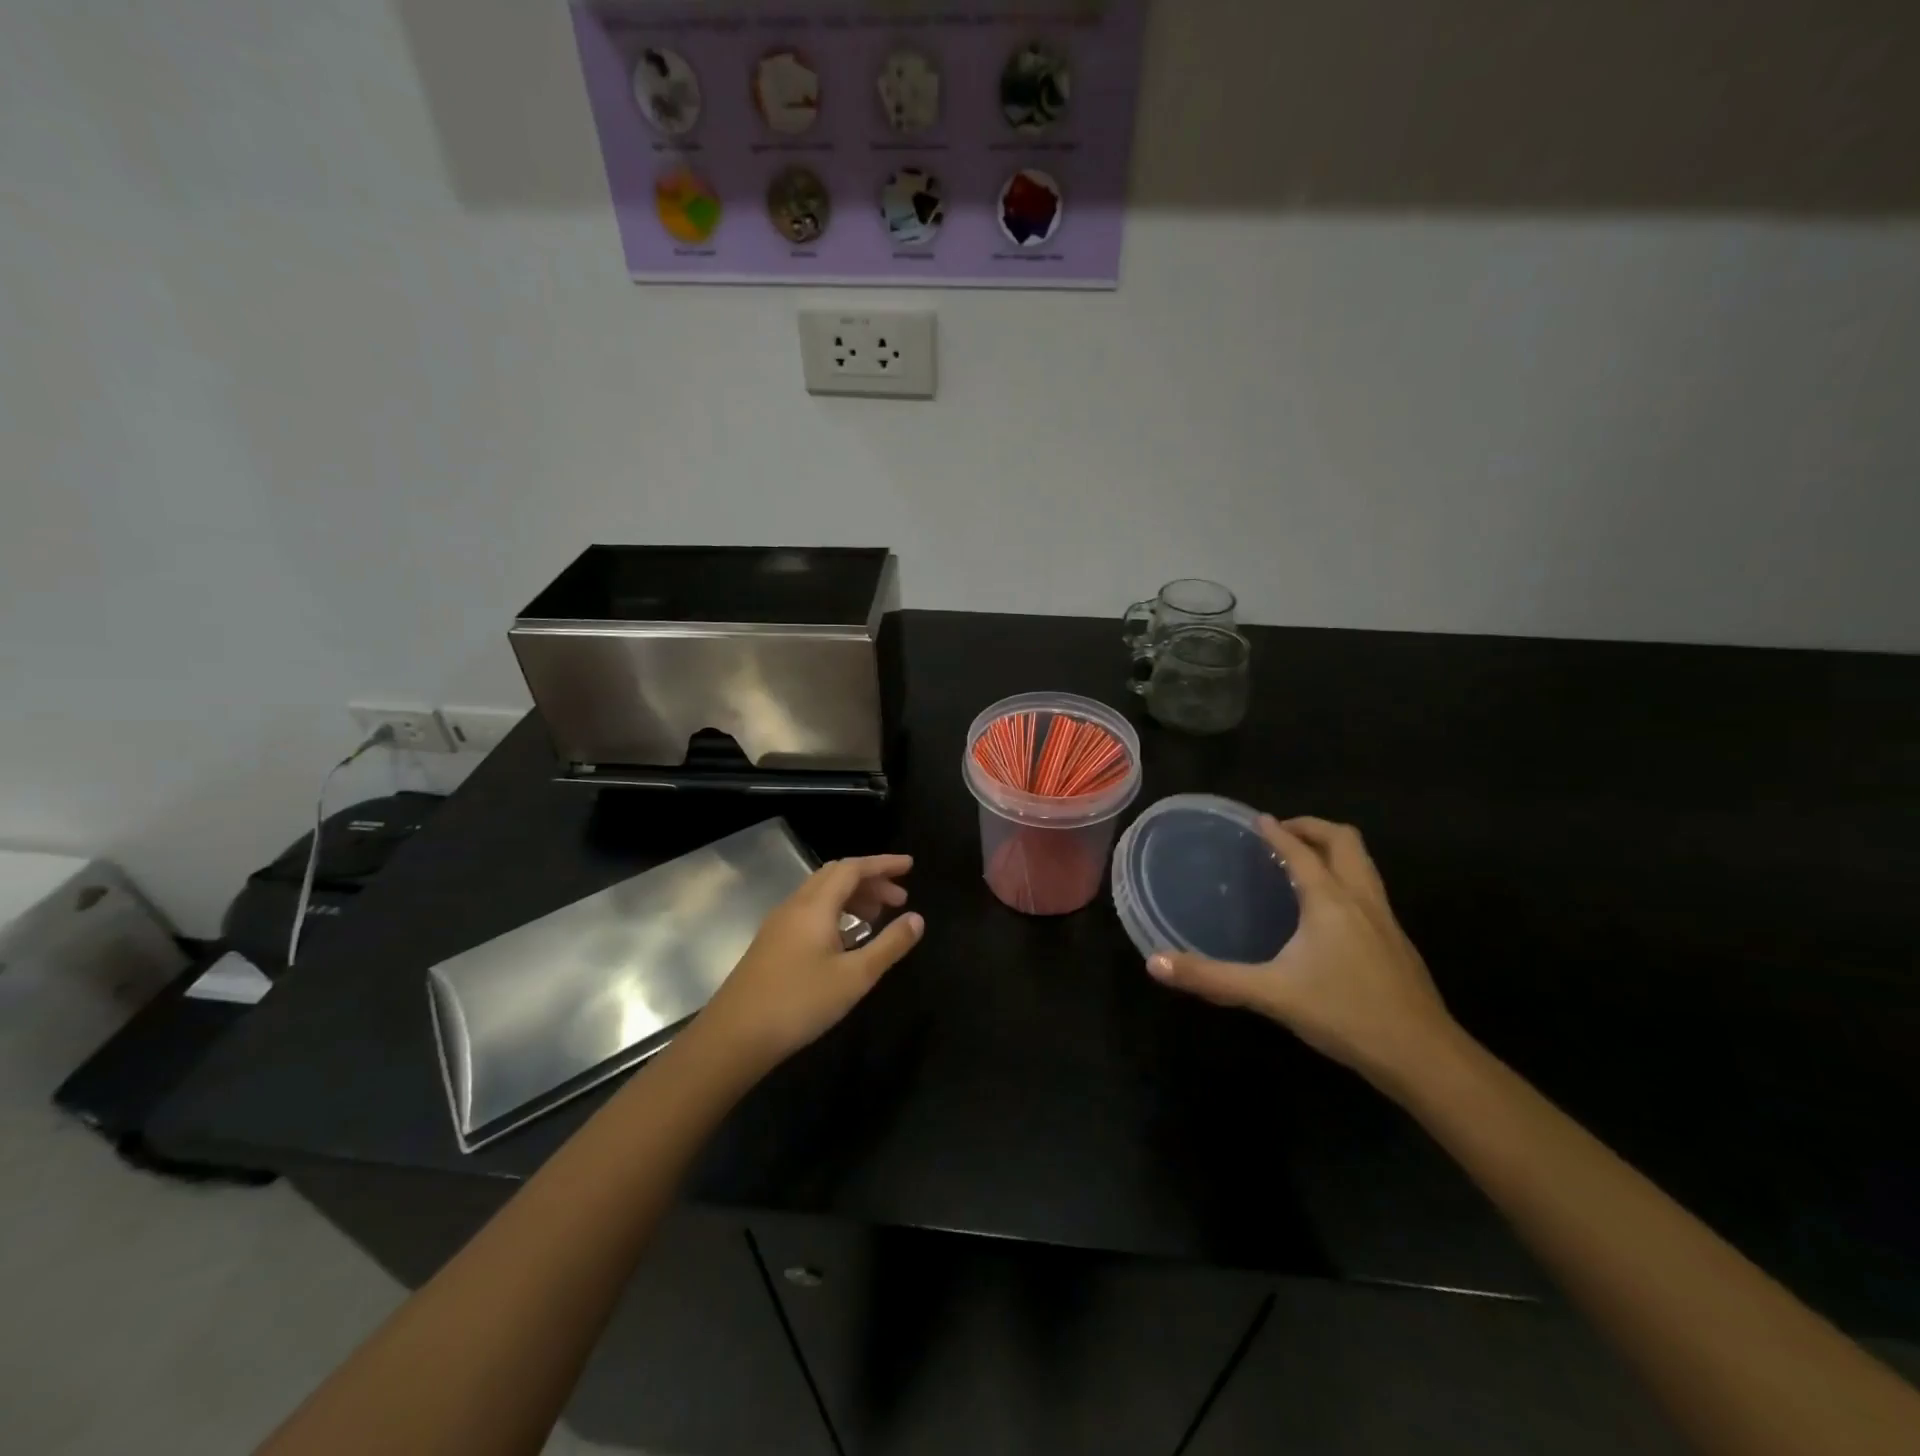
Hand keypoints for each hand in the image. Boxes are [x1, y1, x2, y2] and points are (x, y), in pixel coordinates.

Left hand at [700, 855, 923, 1074]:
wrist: (734, 1037)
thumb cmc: (799, 1003)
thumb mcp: (854, 977)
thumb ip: (889, 945)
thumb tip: (917, 919)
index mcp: (815, 905)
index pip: (853, 868)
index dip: (883, 864)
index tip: (910, 866)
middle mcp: (795, 906)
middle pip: (836, 876)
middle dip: (870, 880)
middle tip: (899, 898)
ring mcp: (779, 924)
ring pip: (821, 894)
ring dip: (853, 897)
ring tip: (878, 917)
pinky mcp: (772, 944)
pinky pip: (810, 912)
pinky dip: (836, 913)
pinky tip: (847, 939)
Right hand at [1146, 816, 1455, 1091]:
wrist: (1424, 1057)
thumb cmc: (1345, 1014)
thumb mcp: (1270, 995)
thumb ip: (1212, 978)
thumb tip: (1155, 964)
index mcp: (1330, 900)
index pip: (1301, 851)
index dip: (1277, 832)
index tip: (1257, 820)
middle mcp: (1360, 898)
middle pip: (1344, 841)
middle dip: (1313, 827)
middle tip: (1282, 834)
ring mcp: (1385, 920)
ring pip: (1363, 864)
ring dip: (1333, 850)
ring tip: (1302, 863)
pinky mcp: (1397, 943)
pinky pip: (1368, 889)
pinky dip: (1345, 879)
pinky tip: (1327, 912)